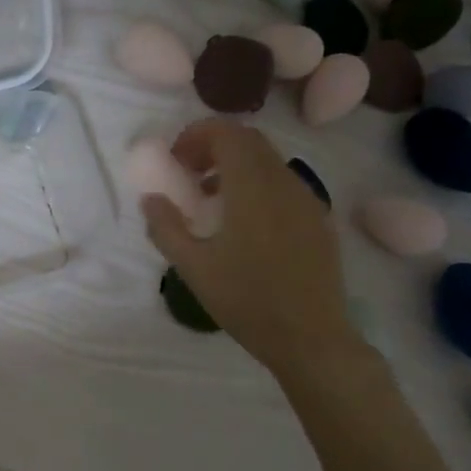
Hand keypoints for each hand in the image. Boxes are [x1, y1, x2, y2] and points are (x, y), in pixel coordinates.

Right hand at [141, 119, 350, 374]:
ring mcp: (307, 199)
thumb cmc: (246, 301)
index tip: (175, 160)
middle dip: (214, 146)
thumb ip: (165, 227)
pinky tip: (244, 223)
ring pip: (268, 161)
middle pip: (249, 140)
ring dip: (236, 166)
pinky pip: (284, 184)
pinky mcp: (319, 219)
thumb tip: (151, 198)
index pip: (226, 132)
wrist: (311, 338)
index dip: (196, 135)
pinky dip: (258, 184)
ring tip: (210, 200)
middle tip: (188, 174)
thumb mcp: (192, 267)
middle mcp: (284, 182)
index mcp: (251, 187)